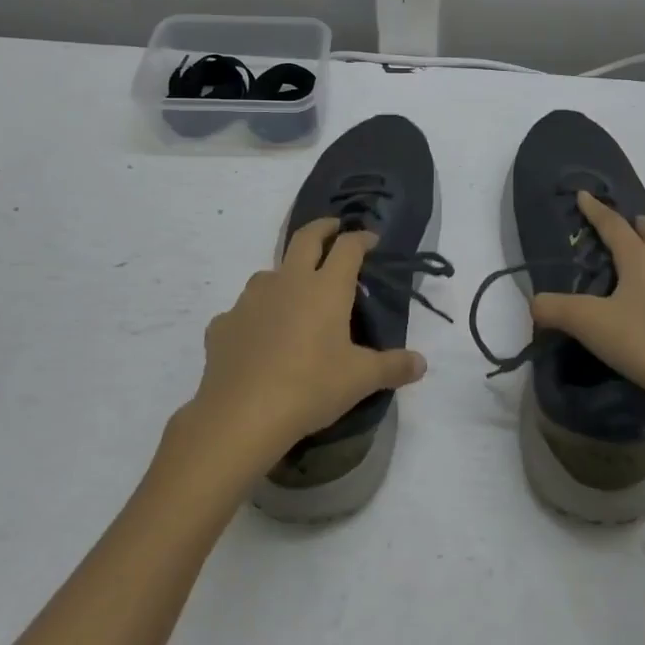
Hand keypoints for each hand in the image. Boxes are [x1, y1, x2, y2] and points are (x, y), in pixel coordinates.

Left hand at [189, 219, 426, 472]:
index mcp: (326, 288)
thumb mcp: (360, 380)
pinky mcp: (224, 323)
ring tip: (295, 292)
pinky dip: (256, 315)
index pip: (348, 247)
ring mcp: (251, 300)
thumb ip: (393, 367)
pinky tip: (259, 336)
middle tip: (333, 229)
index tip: (371, 240)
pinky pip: (244, 310)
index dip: (362, 238)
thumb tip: (421, 364)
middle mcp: (288, 282)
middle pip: (306, 238)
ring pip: (270, 272)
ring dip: (286, 273)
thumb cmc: (310, 388)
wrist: (240, 416)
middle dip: (323, 228)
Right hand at [530, 191, 644, 435]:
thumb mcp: (589, 323)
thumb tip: (535, 303)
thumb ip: (555, 309)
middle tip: (626, 221)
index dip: (596, 210)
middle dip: (636, 225)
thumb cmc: (642, 341)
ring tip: (640, 256)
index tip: (584, 194)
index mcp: (640, 259)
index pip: (614, 225)